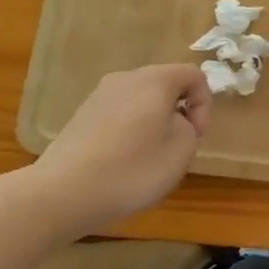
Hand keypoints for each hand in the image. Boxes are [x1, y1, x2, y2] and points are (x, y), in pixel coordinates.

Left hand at [32, 64, 210, 235]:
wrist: (63, 193)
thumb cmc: (133, 169)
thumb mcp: (182, 150)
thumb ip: (189, 127)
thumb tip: (171, 121)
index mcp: (155, 80)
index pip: (193, 75)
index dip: (205, 103)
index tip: (197, 135)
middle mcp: (125, 79)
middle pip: (165, 85)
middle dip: (179, 112)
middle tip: (179, 145)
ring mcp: (98, 97)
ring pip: (140, 101)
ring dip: (154, 123)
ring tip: (151, 157)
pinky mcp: (80, 117)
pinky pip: (118, 115)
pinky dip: (130, 132)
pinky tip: (124, 162)